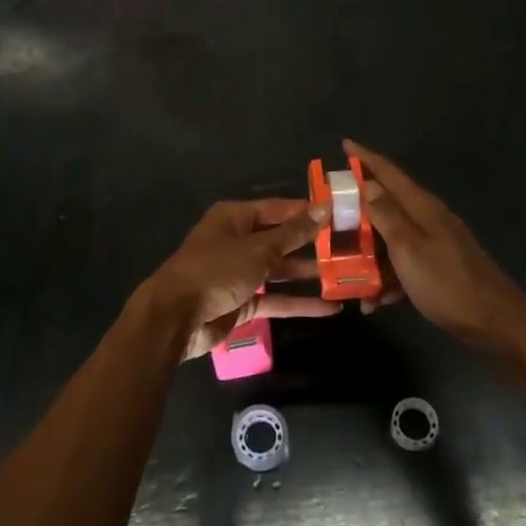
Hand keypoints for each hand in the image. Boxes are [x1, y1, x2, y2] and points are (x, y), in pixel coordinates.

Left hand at [136, 200, 341, 360]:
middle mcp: (238, 241)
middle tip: (349, 247)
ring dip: (309, 274)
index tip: (340, 214)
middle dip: (312, 244)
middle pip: (281, 239)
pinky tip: (330, 308)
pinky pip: (276, 299)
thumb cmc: (216, 270)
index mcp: (235, 218)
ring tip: (346, 276)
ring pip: (281, 271)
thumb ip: (293, 233)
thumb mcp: (258, 249)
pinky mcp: (242, 303)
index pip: (278, 209)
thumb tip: (324, 208)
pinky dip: (299, 303)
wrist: (175, 318)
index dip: (307, 211)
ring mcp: (240, 273)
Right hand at [345, 140, 525, 351]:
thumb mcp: (408, 248)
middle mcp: (428, 218)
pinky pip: (403, 263)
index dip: (365, 158)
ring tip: (344, 268)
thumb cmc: (446, 282)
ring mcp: (435, 243)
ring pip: (392, 237)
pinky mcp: (438, 267)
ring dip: (369, 252)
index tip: (344, 143)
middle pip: (387, 203)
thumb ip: (387, 215)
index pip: (389, 173)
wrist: (494, 322)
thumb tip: (368, 183)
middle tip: (331, 211)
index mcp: (422, 207)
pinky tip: (374, 300)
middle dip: (358, 208)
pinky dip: (388, 277)